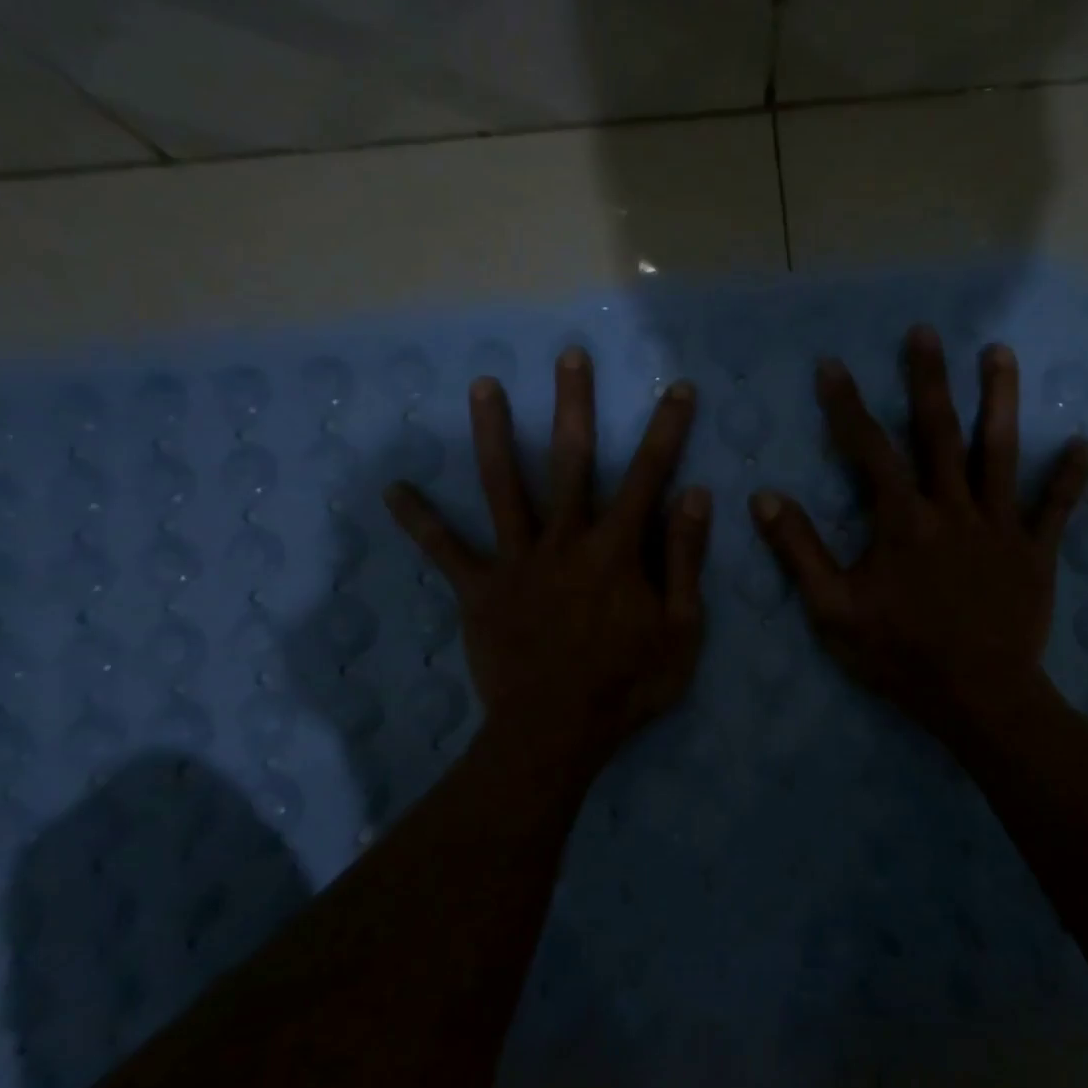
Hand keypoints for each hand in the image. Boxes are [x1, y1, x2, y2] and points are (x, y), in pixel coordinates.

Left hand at [385, 348, 710, 768]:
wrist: (556, 732)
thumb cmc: (627, 685)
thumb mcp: (680, 630)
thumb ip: (684, 560)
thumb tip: (694, 496)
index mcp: (616, 549)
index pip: (649, 476)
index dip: (666, 430)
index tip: (676, 387)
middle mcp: (565, 540)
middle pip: (571, 461)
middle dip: (574, 405)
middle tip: (568, 355)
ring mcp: (517, 560)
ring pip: (504, 486)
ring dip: (495, 434)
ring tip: (483, 386)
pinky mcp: (480, 589)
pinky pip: (446, 551)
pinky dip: (420, 521)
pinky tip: (393, 490)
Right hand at [751, 325, 1087, 746]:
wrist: (977, 696)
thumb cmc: (899, 654)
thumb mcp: (833, 610)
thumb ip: (799, 551)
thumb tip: (764, 498)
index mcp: (902, 521)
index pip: (869, 450)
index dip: (848, 406)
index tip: (832, 366)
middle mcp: (953, 509)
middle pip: (940, 433)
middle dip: (929, 380)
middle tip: (926, 332)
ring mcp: (999, 527)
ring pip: (1001, 453)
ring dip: (1000, 400)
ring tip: (1001, 352)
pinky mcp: (1034, 553)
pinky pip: (1055, 509)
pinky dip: (1070, 478)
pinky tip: (1085, 444)